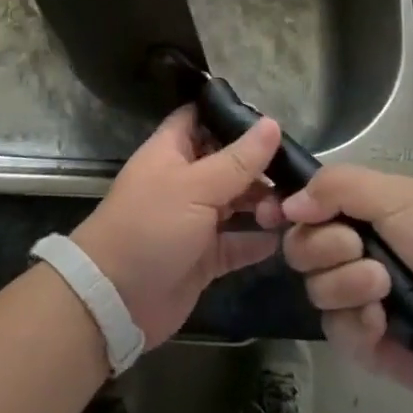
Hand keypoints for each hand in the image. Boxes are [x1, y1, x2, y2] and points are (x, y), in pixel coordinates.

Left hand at [71, 106, 281, 347]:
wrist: (115, 297)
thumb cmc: (150, 226)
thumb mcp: (196, 186)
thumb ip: (237, 160)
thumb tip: (272, 123)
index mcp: (171, 151)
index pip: (200, 118)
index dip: (230, 115)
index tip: (270, 120)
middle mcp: (184, 180)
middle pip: (226, 162)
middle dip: (258, 166)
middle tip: (296, 172)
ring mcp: (194, 220)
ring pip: (236, 203)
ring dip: (262, 204)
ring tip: (291, 208)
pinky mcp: (203, 257)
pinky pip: (236, 243)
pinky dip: (257, 242)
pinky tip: (283, 238)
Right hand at [257, 166, 412, 403]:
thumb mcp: (399, 197)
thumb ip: (338, 188)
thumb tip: (288, 203)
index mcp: (357, 212)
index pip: (302, 205)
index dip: (284, 209)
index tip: (271, 215)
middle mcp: (349, 252)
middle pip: (298, 246)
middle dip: (323, 245)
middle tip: (358, 247)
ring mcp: (356, 299)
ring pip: (314, 288)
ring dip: (346, 283)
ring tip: (384, 287)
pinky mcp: (366, 345)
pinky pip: (335, 330)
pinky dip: (356, 322)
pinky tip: (381, 322)